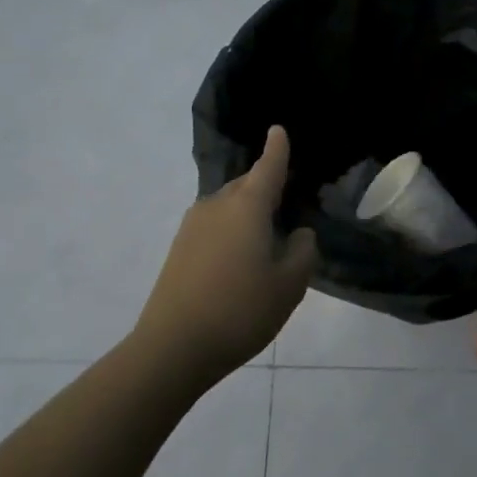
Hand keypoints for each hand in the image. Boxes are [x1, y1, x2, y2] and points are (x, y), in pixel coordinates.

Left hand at [135, 125, 317, 382]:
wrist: (173, 347)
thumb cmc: (240, 310)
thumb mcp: (289, 284)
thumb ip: (303, 251)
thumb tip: (298, 233)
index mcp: (247, 206)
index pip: (268, 167)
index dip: (277, 148)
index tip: (278, 129)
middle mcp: (217, 205)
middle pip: (246, 185)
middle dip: (265, 186)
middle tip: (286, 202)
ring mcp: (192, 226)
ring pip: (228, 206)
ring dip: (247, 213)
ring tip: (266, 238)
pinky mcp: (179, 248)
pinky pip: (214, 226)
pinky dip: (231, 231)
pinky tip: (240, 259)